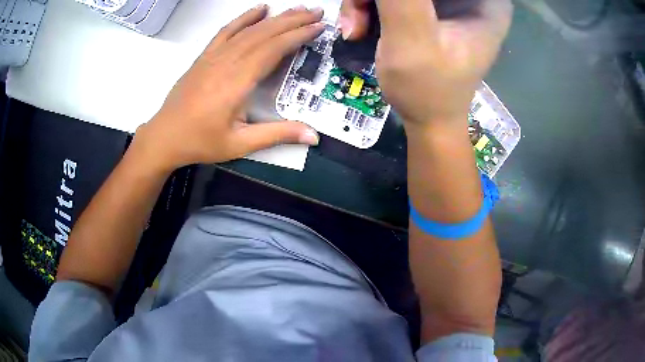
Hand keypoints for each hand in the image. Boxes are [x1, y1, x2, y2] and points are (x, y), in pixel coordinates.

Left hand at [135, 5, 323, 171]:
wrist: (165, 136)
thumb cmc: (200, 141)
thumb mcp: (240, 144)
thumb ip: (277, 135)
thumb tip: (312, 135)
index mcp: (237, 82)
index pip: (273, 49)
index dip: (297, 36)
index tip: (318, 28)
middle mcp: (226, 62)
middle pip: (264, 33)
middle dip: (293, 20)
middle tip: (316, 13)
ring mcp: (214, 56)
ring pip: (249, 30)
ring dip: (275, 18)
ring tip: (297, 9)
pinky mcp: (205, 56)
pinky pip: (227, 31)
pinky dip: (244, 18)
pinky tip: (258, 9)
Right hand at [340, 0, 511, 128]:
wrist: (428, 120)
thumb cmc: (427, 91)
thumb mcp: (412, 41)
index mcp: (484, 2)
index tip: (384, 7)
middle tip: (360, 19)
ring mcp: (450, 2)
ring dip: (367, 1)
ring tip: (357, 29)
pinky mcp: (432, 8)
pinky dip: (371, 6)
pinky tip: (363, 27)